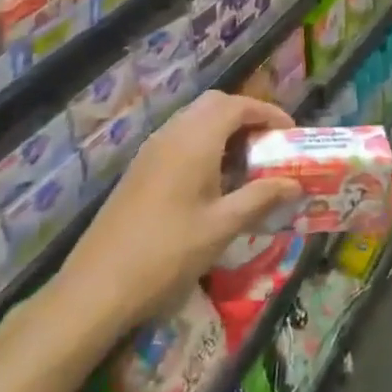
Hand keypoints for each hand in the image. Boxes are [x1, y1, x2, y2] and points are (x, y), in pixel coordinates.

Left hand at [46, 92, 302, 335]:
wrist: (97, 286)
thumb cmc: (167, 253)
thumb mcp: (222, 227)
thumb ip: (260, 198)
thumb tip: (294, 184)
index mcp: (195, 140)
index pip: (237, 106)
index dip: (268, 113)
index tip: (290, 134)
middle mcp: (172, 134)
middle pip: (215, 104)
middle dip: (246, 116)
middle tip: (268, 145)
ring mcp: (151, 150)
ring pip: (194, 120)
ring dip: (224, 130)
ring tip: (246, 163)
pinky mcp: (140, 168)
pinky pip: (179, 138)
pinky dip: (204, 144)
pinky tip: (213, 181)